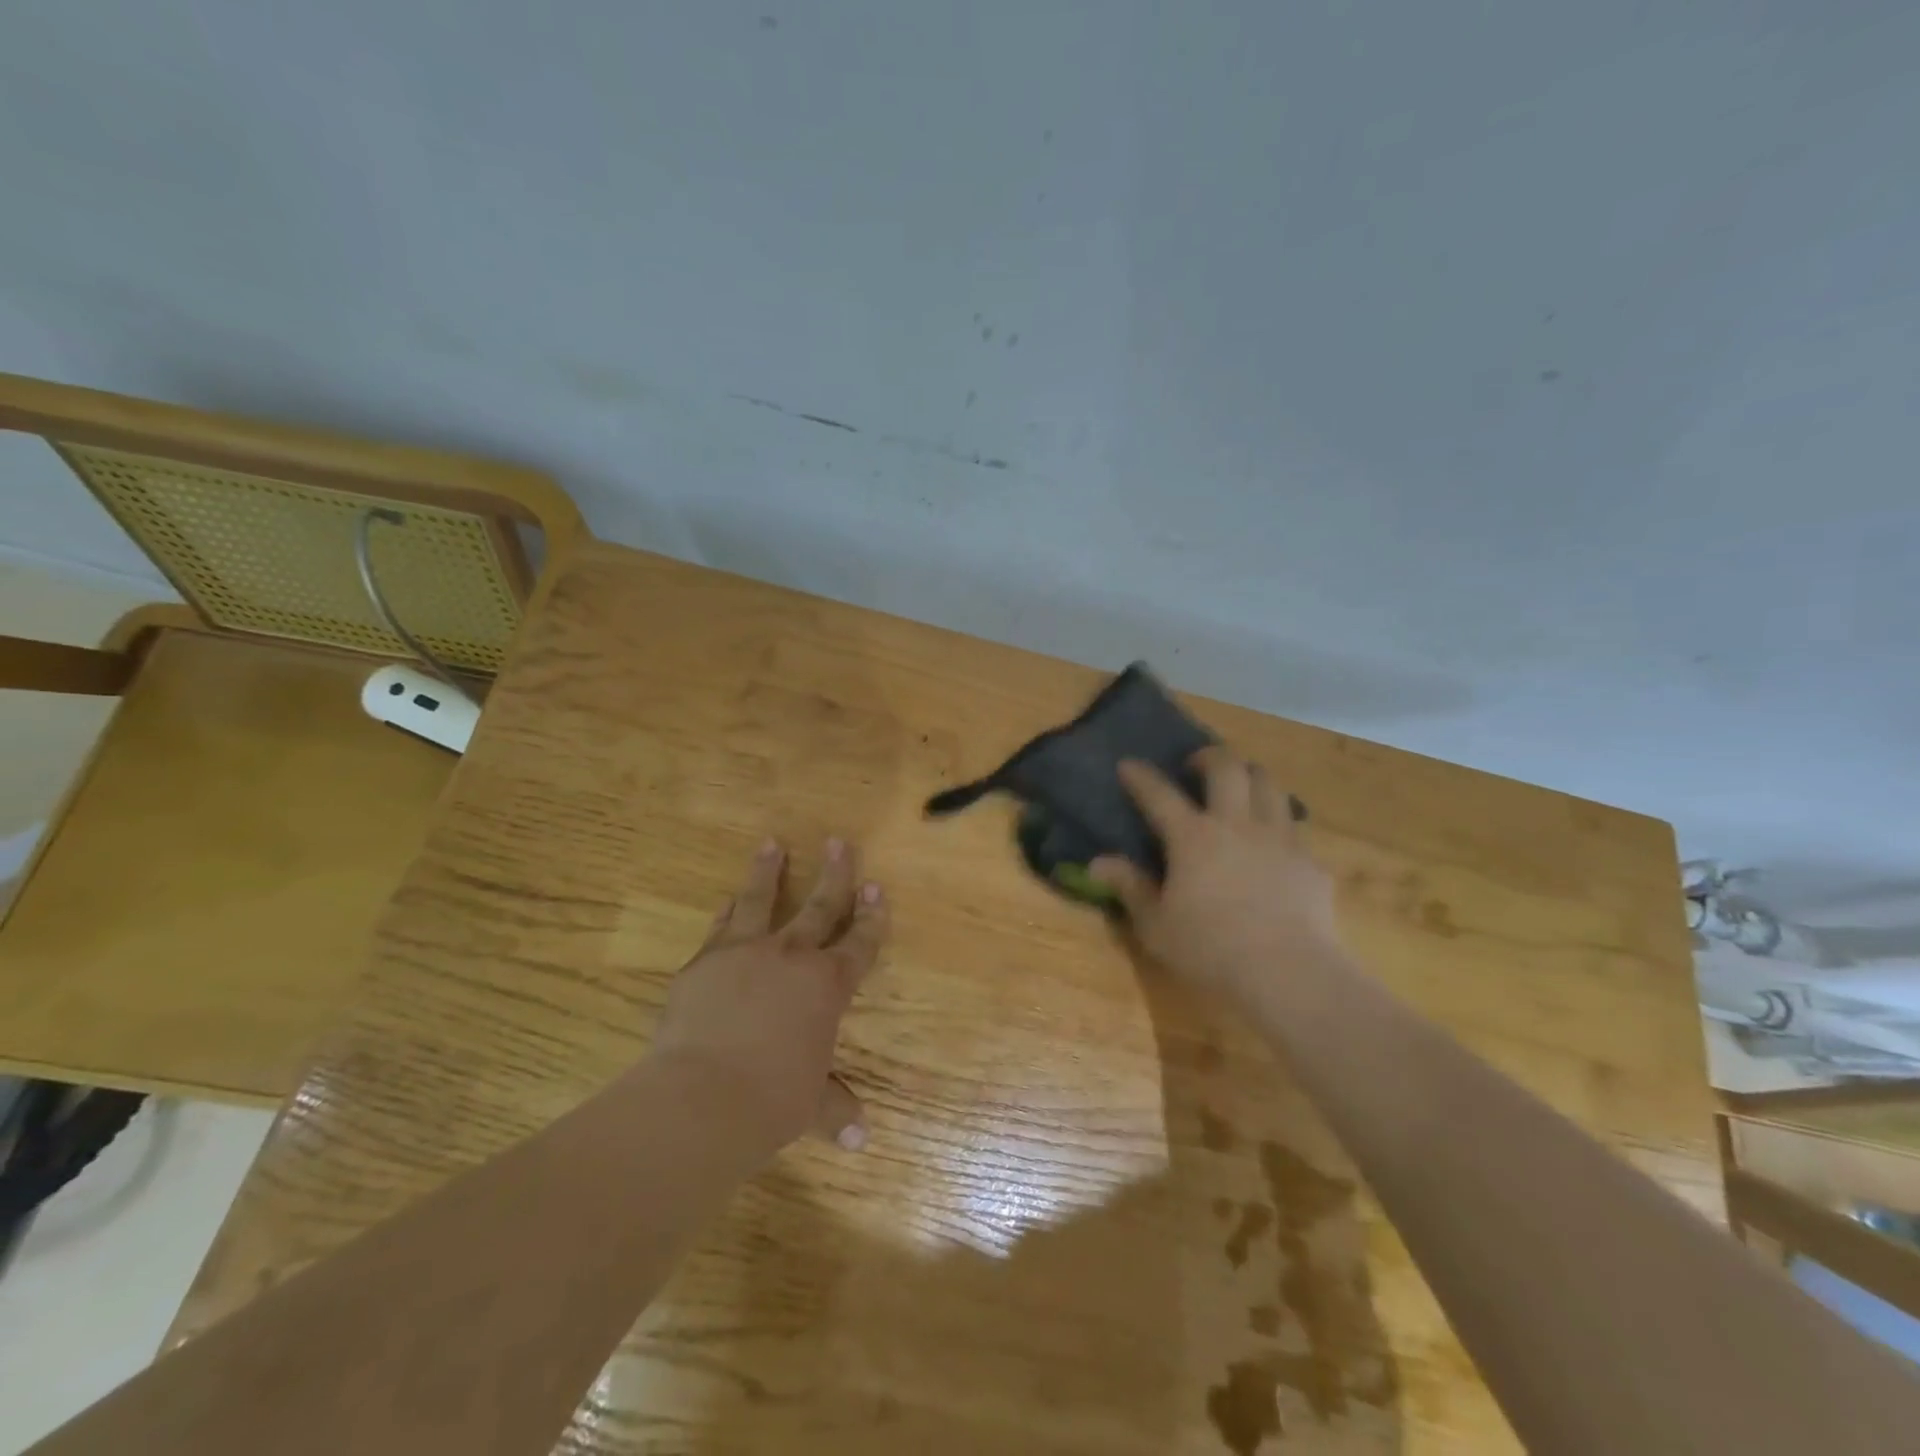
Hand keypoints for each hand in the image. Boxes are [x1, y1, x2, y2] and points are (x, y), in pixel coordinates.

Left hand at [650, 838, 886, 1159]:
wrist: (701, 1098)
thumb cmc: (771, 1101)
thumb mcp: (810, 1106)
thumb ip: (835, 1108)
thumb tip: (861, 1137)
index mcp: (827, 986)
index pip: (860, 943)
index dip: (871, 916)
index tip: (876, 888)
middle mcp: (792, 957)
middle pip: (820, 905)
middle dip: (834, 873)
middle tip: (838, 842)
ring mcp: (745, 952)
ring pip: (762, 899)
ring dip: (769, 870)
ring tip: (771, 843)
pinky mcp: (704, 962)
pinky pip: (722, 926)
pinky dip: (728, 910)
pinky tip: (728, 899)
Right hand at [1089, 748, 1347, 1011]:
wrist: (1289, 973)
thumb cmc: (1210, 949)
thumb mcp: (1156, 926)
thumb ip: (1130, 888)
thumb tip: (1098, 863)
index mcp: (1193, 838)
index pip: (1160, 794)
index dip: (1141, 776)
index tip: (1129, 764)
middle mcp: (1237, 825)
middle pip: (1227, 767)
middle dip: (1209, 757)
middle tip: (1196, 767)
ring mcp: (1279, 838)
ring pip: (1269, 784)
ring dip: (1250, 777)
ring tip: (1240, 790)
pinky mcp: (1310, 861)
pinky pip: (1295, 827)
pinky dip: (1279, 824)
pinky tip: (1274, 845)